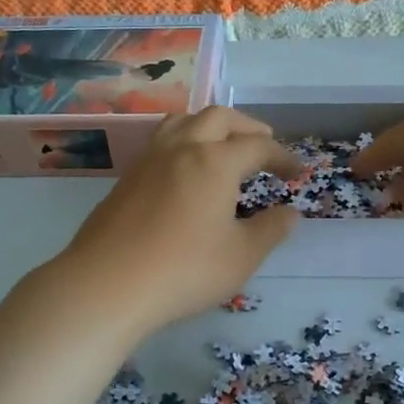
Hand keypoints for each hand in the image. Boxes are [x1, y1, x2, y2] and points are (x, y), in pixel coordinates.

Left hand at [51, 107, 300, 339]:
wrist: (106, 285)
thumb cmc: (184, 271)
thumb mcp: (241, 256)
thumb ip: (270, 230)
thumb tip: (290, 213)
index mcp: (214, 161)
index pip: (257, 146)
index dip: (282, 156)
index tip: (296, 172)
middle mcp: (182, 148)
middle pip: (219, 118)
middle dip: (247, 127)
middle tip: (264, 146)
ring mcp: (149, 160)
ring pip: (184, 121)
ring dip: (211, 126)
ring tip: (223, 145)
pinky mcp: (127, 178)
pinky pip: (162, 141)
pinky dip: (185, 141)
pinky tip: (186, 170)